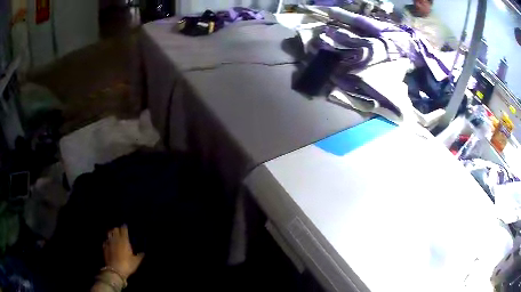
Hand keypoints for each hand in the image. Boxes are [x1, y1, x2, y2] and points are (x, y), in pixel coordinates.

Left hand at [103, 225, 143, 278]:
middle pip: (115, 229)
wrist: (115, 270)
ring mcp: (109, 242)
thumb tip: (143, 252)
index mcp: (124, 240)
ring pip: (109, 233)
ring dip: (111, 233)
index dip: (124, 227)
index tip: (125, 226)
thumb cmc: (127, 265)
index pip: (123, 229)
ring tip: (114, 235)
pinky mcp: (104, 247)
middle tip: (120, 231)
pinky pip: (105, 240)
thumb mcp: (136, 261)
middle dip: (118, 229)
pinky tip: (109, 243)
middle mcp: (115, 239)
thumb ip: (140, 256)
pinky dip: (107, 240)